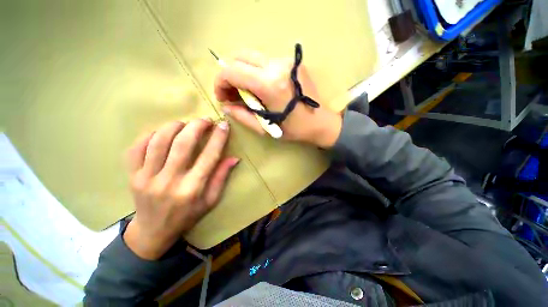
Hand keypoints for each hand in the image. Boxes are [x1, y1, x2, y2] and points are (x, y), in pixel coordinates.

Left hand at [123, 119, 238, 259]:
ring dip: (174, 127)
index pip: (209, 156)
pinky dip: (149, 135)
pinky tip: (161, 134)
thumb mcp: (211, 200)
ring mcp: (146, 178)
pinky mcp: (132, 176)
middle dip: (196, 126)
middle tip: (205, 120)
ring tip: (184, 124)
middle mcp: (169, 181)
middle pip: (183, 144)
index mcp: (192, 189)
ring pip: (159, 142)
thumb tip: (234, 158)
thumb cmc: (187, 215)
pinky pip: (136, 148)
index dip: (218, 138)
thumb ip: (221, 177)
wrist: (153, 231)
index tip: (224, 125)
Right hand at [214, 50, 341, 147]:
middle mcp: (276, 65)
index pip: (232, 71)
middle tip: (233, 93)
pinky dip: (256, 72)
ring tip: (246, 91)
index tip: (222, 96)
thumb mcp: (265, 128)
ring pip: (252, 57)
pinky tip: (260, 87)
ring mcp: (285, 61)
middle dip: (230, 75)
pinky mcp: (292, 62)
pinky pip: (265, 61)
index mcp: (269, 84)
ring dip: (243, 72)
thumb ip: (242, 115)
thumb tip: (225, 106)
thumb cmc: (293, 129)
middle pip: (240, 57)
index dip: (220, 82)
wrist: (320, 122)